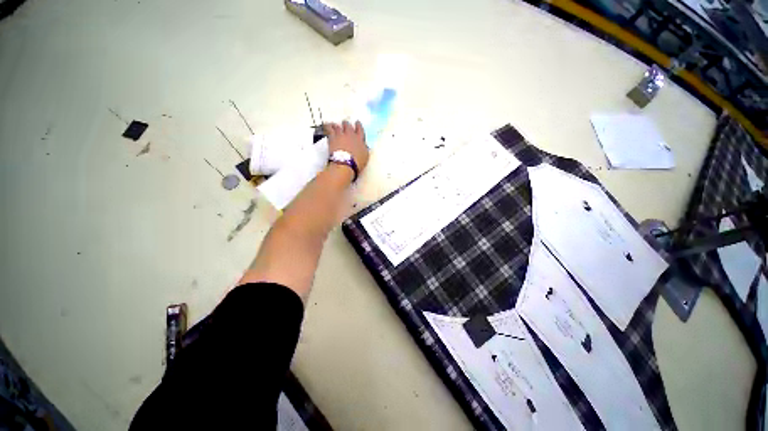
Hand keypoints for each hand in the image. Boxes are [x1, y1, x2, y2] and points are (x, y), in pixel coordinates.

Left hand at [324, 120, 368, 173]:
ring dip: (337, 125)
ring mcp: (341, 135)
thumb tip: (364, 145)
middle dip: (346, 124)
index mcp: (360, 139)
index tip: (357, 123)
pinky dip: (328, 126)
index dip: (358, 125)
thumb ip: (364, 148)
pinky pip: (329, 128)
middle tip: (345, 124)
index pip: (360, 129)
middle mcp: (350, 134)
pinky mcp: (332, 137)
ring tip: (335, 125)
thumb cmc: (357, 162)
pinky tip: (327, 125)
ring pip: (338, 126)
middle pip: (348, 125)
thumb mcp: (365, 156)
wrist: (345, 163)